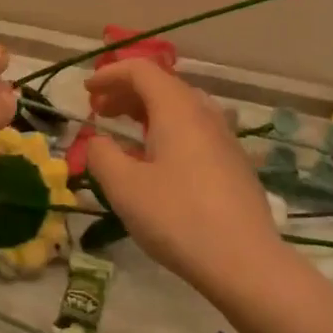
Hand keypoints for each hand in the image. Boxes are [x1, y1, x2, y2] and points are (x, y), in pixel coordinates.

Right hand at [82, 61, 282, 296]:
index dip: (110, 75)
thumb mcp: (125, 188)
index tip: (87, 91)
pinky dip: (168, 129)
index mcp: (176, 107)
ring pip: (180, 107)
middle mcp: (203, 111)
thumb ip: (102, 156)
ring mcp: (224, 136)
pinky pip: (194, 128)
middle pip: (161, 85)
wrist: (246, 262)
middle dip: (126, 92)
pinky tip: (158, 160)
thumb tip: (96, 140)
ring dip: (147, 111)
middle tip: (99, 112)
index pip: (141, 70)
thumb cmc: (178, 218)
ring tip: (125, 132)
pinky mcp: (234, 161)